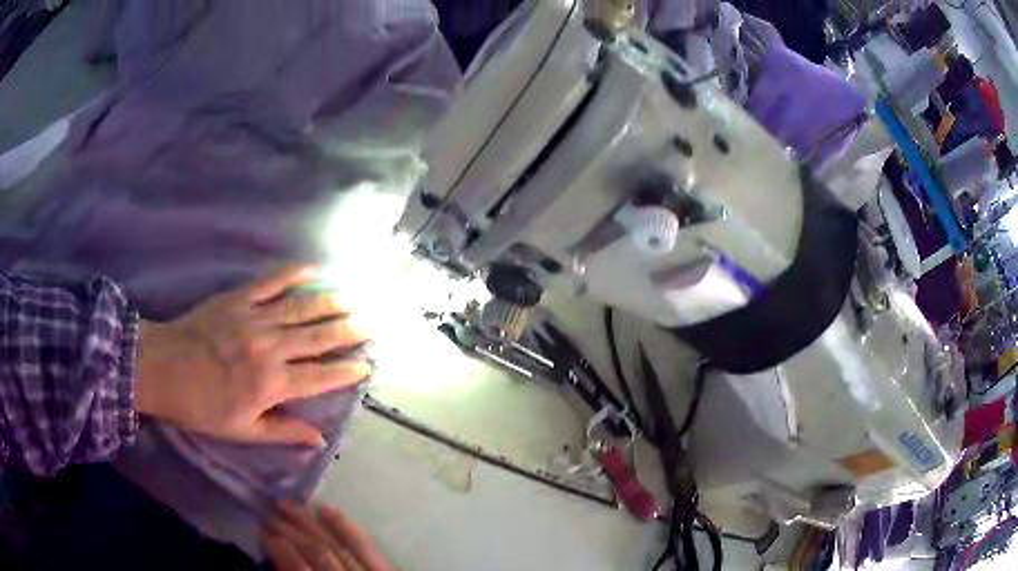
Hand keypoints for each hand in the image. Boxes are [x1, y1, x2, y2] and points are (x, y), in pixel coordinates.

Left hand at [135, 266, 370, 446]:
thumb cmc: (202, 406)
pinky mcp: (238, 298)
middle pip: (318, 338)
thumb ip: (282, 432)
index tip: (366, 365)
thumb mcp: (242, 431)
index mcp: (272, 384)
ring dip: (330, 303)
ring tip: (352, 299)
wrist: (163, 369)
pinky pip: (270, 282)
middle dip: (348, 331)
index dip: (346, 371)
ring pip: (301, 308)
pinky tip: (312, 268)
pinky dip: (292, 273)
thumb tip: (319, 440)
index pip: (320, 377)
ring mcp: (254, 318)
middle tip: (372, 323)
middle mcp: (270, 348)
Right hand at [262, 502, 390, 570]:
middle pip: (317, 554)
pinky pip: (365, 547)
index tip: (262, 532)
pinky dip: (345, 527)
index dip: (279, 550)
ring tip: (287, 504)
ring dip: (310, 524)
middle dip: (290, 531)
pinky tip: (326, 509)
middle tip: (268, 512)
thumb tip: (278, 565)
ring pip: (336, 546)